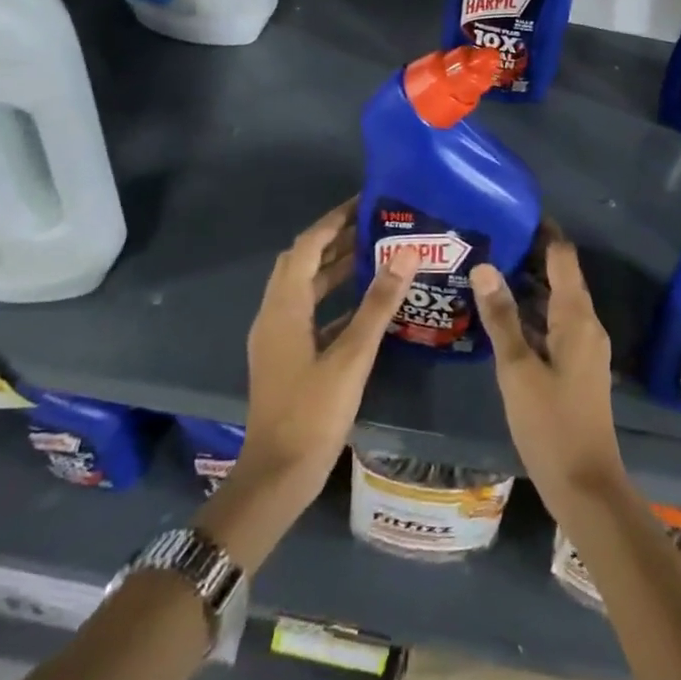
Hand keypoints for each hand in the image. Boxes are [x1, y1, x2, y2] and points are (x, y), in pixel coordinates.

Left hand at [201, 199, 414, 570]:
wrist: (277, 476)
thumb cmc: (313, 413)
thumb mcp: (352, 356)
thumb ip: (378, 303)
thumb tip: (406, 253)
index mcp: (284, 308)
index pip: (306, 246)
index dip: (333, 220)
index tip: (365, 202)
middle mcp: (274, 314)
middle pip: (301, 261)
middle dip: (334, 238)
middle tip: (374, 225)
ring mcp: (277, 337)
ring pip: (304, 287)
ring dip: (333, 266)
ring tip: (375, 253)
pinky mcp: (285, 356)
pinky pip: (308, 310)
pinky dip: (332, 296)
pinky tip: (363, 301)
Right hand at [471, 235, 625, 521]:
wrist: (585, 484)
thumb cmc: (550, 424)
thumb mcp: (517, 369)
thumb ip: (501, 317)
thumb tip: (484, 266)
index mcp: (577, 317)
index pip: (563, 256)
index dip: (542, 232)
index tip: (511, 213)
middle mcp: (586, 323)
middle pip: (560, 275)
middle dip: (529, 255)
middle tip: (489, 238)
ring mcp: (583, 345)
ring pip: (556, 300)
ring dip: (528, 283)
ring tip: (488, 267)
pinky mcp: (576, 365)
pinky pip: (555, 323)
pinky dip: (532, 311)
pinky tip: (502, 314)